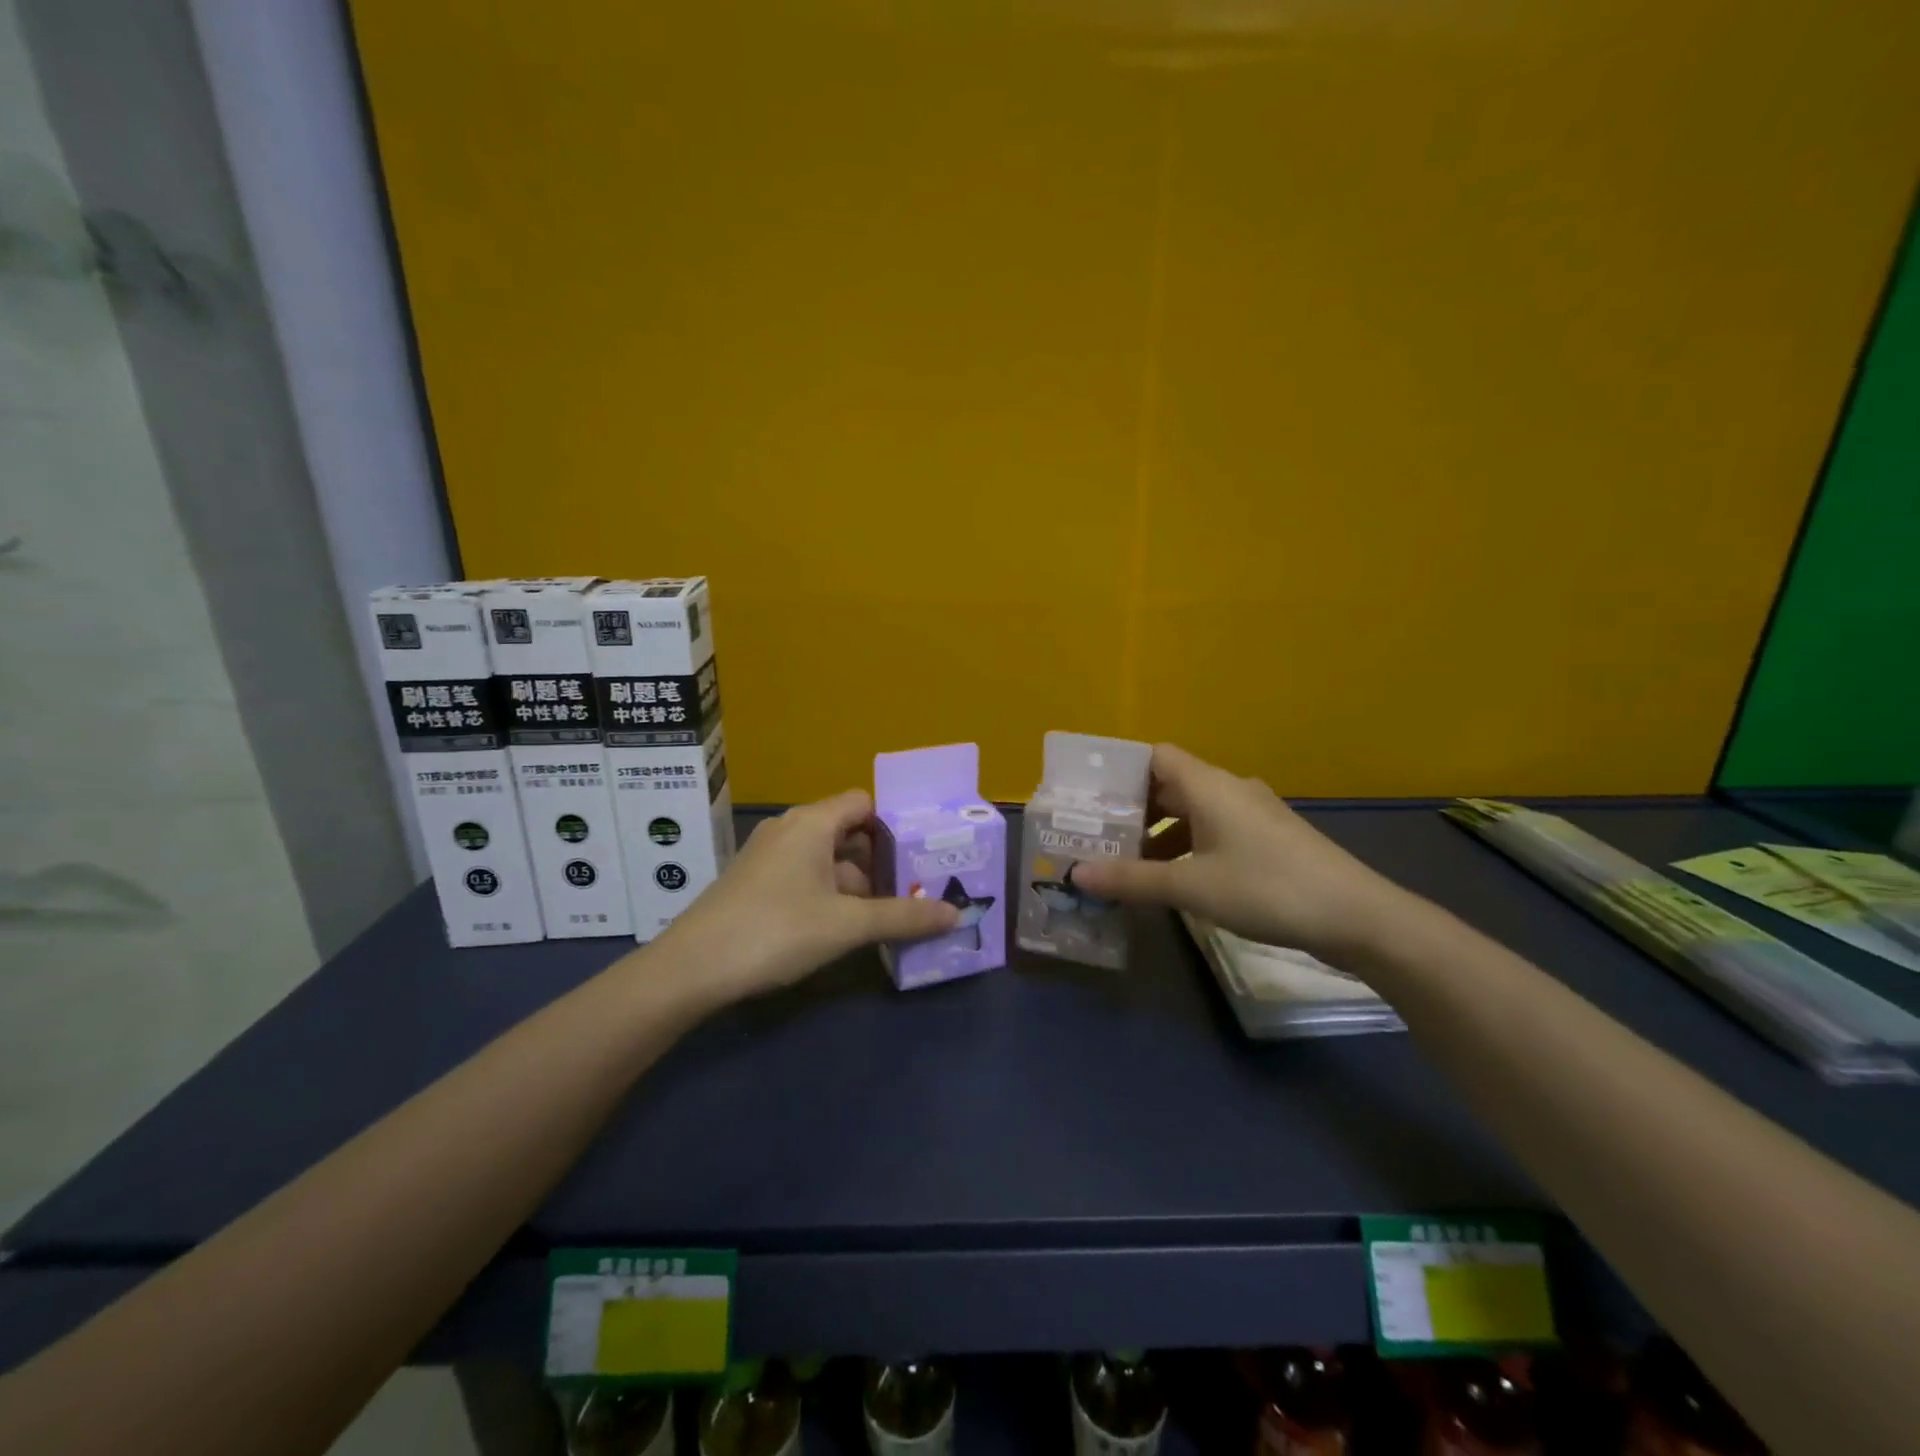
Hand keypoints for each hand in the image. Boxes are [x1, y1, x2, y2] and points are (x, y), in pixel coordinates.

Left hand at [646, 790, 957, 1007]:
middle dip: (883, 860)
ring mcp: (769, 857)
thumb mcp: (846, 925)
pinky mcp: (756, 883)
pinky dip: (831, 894)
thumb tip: (956, 914)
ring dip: (858, 883)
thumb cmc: (775, 931)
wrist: (690, 969)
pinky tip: (848, 927)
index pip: (864, 803)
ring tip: (892, 912)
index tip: (923, 853)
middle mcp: (790, 829)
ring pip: (827, 858)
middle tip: (919, 887)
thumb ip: (903, 917)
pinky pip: (806, 876)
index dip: (895, 824)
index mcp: (812, 823)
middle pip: (849, 831)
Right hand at [1069, 744, 1407, 963]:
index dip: (1121, 770)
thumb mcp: (1191, 887)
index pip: (1155, 756)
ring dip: (1159, 832)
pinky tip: (1175, 879)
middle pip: (1170, 784)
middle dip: (1133, 808)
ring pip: (1192, 811)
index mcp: (1209, 785)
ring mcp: (1252, 814)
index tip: (1091, 798)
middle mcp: (1229, 789)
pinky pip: (1214, 830)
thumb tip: (1075, 874)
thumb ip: (1131, 879)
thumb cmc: (1267, 889)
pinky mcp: (1267, 839)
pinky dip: (1187, 846)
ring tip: (1128, 862)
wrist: (1357, 917)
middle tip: (1098, 834)